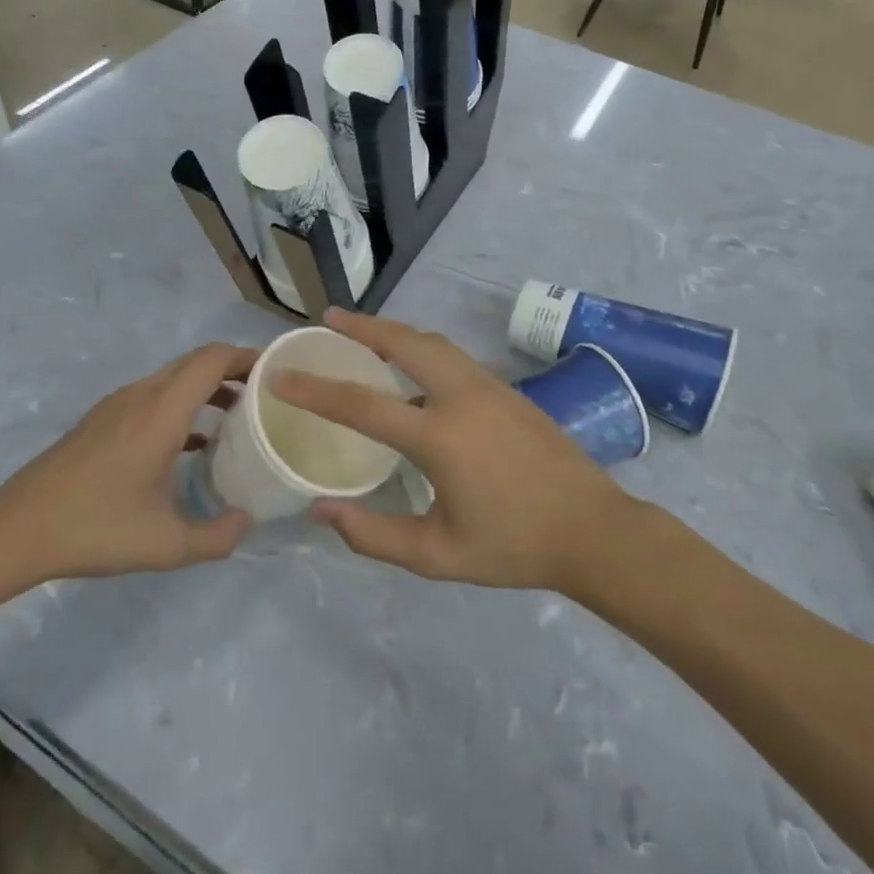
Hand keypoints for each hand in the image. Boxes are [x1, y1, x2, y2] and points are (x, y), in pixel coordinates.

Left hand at [0, 343, 255, 583]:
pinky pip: (154, 394)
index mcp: (162, 412)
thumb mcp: (164, 545)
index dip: (246, 356)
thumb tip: (246, 522)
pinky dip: (182, 402)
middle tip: (262, 395)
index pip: (212, 359)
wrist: (18, 528)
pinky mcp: (103, 419)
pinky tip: (191, 441)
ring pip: (173, 376)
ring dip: (206, 385)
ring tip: (235, 415)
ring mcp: (118, 404)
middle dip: (232, 369)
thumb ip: (215, 536)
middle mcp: (142, 395)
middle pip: (195, 361)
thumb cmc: (95, 528)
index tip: (273, 372)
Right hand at [273, 309, 632, 591]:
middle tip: (330, 318)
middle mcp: (462, 396)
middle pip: (404, 342)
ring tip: (364, 333)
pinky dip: (421, 347)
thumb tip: (321, 510)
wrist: (592, 528)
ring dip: (394, 332)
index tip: (281, 374)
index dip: (315, 389)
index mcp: (440, 436)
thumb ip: (374, 535)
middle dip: (363, 326)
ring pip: (432, 342)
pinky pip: (452, 355)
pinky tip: (412, 366)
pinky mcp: (505, 389)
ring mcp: (488, 386)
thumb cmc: (513, 545)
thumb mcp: (438, 555)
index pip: (363, 403)